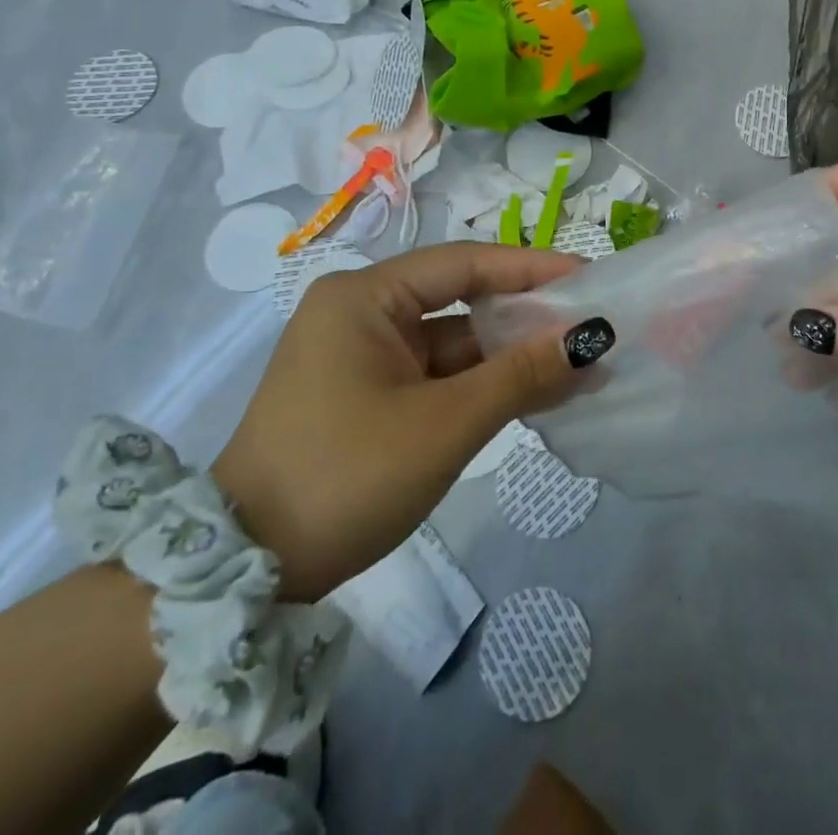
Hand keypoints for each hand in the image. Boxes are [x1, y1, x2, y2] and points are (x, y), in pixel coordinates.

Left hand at [212, 243, 584, 601]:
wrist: (245, 573)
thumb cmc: (345, 478)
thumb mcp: (445, 424)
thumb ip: (521, 375)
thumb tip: (591, 339)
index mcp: (364, 298)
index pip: (463, 263)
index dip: (530, 269)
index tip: (588, 278)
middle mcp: (361, 314)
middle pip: (460, 301)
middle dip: (525, 318)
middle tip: (590, 327)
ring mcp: (362, 356)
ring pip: (453, 343)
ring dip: (509, 358)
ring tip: (579, 368)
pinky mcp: (367, 394)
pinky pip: (437, 376)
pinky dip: (482, 385)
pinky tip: (534, 395)